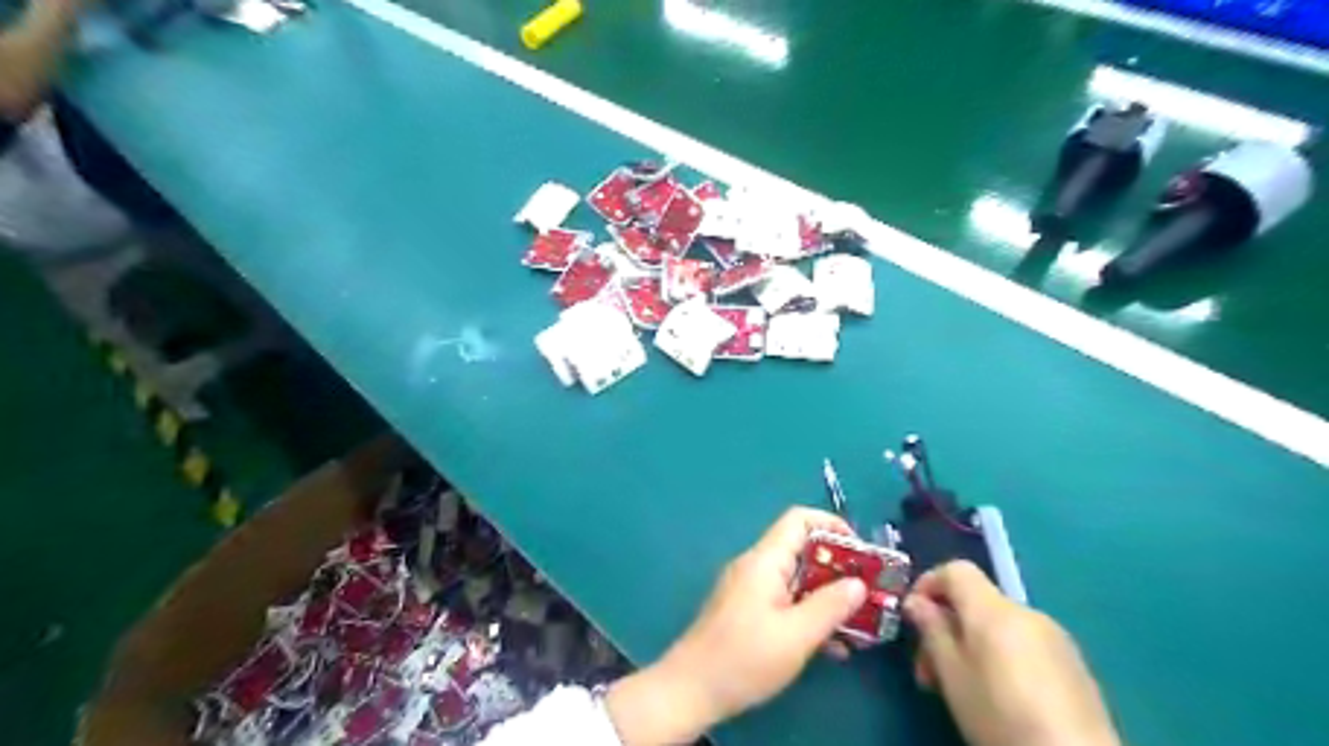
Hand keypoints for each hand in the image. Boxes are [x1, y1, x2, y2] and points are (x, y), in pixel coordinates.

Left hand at [607, 509, 869, 742]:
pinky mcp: (747, 610)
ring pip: (797, 579)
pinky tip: (830, 645)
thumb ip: (830, 606)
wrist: (691, 689)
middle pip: (802, 550)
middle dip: (838, 569)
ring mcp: (749, 588)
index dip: (832, 525)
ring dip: (827, 597)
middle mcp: (756, 566)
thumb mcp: (796, 636)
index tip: (862, 553)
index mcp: (765, 560)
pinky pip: (785, 600)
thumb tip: (859, 583)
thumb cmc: (744, 658)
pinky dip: (808, 613)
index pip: (799, 520)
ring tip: (859, 625)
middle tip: (868, 594)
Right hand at [903, 563, 1119, 745]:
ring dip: (972, 645)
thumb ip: (932, 631)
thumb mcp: (952, 676)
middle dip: (947, 627)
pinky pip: (1024, 644)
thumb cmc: (1001, 715)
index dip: (928, 584)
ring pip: (998, 626)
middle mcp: (1027, 613)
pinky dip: (1001, 657)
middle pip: (976, 602)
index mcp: (994, 610)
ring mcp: (1056, 638)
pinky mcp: (1074, 665)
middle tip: (928, 670)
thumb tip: (916, 602)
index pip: (956, 570)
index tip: (913, 616)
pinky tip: (1000, 696)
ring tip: (962, 687)